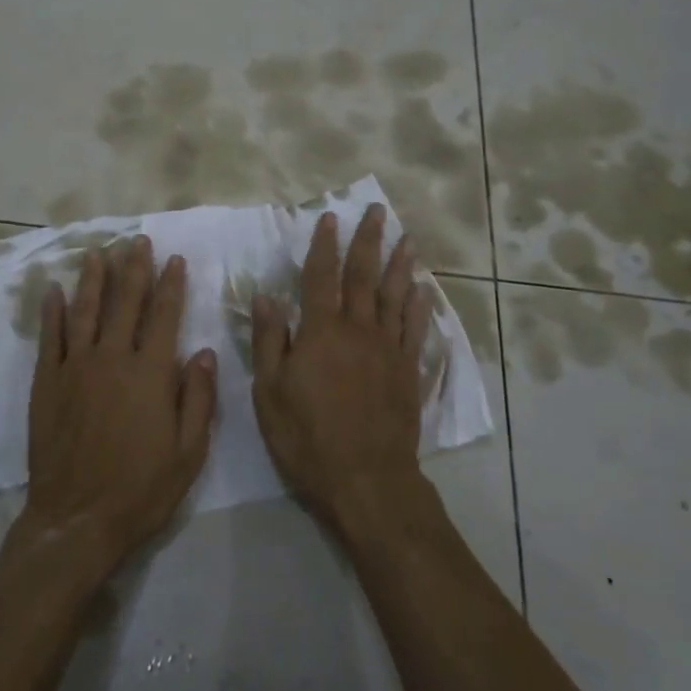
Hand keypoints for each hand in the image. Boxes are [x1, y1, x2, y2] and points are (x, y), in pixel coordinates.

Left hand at [23, 235, 216, 574]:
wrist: (77, 520)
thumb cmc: (141, 490)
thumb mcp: (189, 452)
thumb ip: (199, 398)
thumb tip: (205, 352)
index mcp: (151, 373)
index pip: (164, 316)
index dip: (171, 285)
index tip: (175, 259)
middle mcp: (113, 359)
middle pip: (125, 303)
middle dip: (134, 269)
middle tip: (137, 241)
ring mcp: (75, 368)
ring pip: (86, 311)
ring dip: (93, 279)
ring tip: (98, 253)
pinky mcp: (47, 384)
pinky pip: (50, 339)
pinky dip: (52, 313)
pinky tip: (54, 292)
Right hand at [251, 205, 432, 540]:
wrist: (366, 480)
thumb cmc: (308, 438)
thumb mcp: (270, 392)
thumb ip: (269, 340)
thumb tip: (267, 295)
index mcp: (321, 332)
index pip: (321, 277)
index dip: (323, 245)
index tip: (329, 218)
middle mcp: (358, 330)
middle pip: (364, 276)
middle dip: (368, 241)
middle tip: (378, 211)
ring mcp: (388, 349)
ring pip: (395, 296)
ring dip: (400, 264)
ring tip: (407, 239)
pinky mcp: (408, 371)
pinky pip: (415, 328)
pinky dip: (419, 306)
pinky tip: (423, 289)